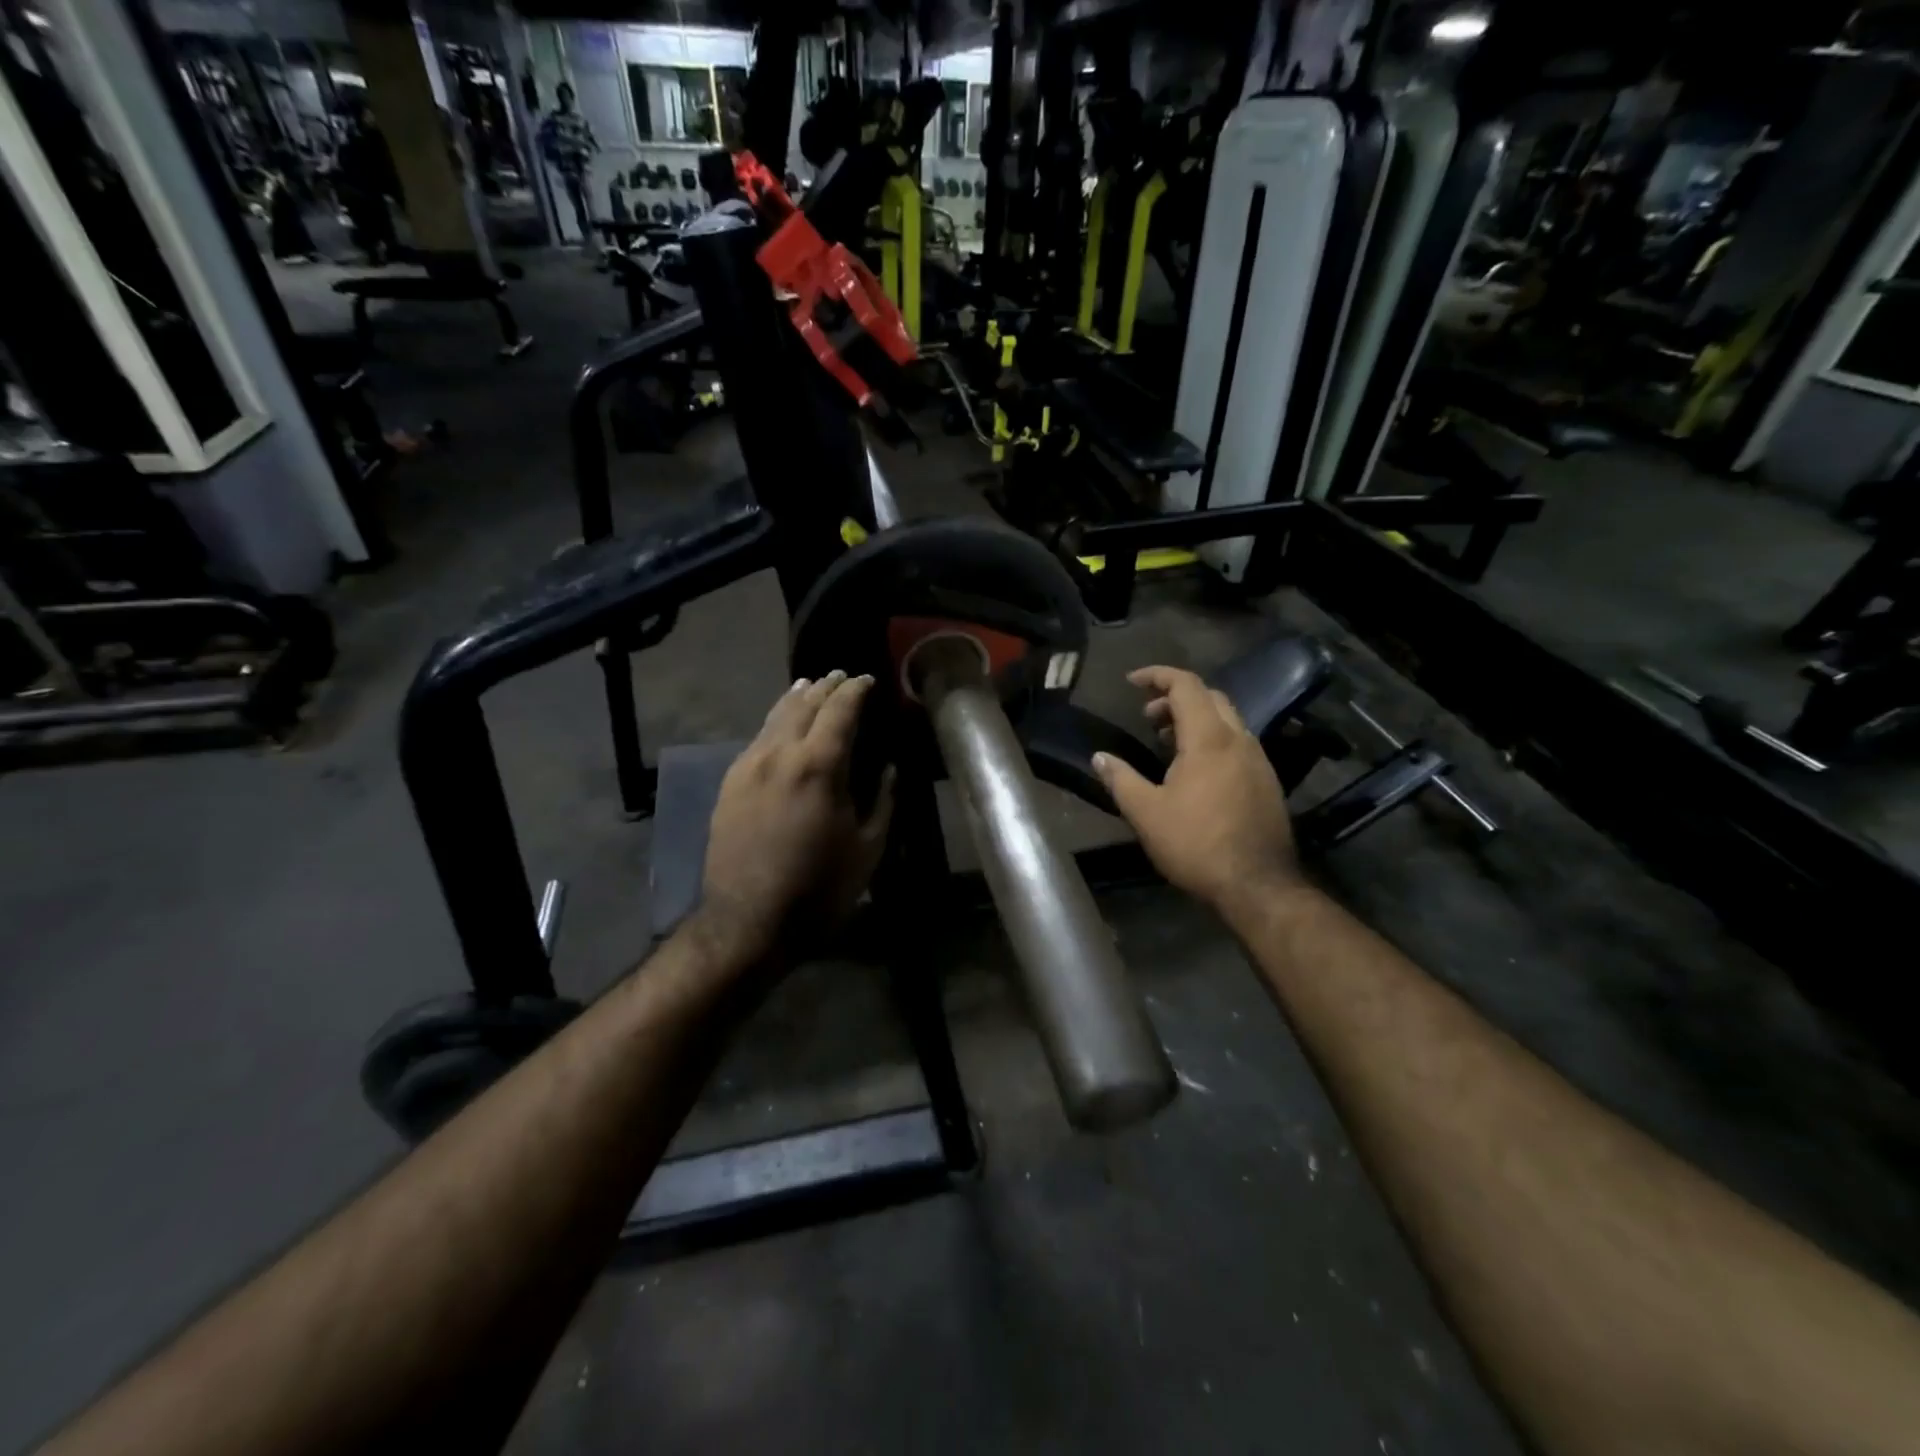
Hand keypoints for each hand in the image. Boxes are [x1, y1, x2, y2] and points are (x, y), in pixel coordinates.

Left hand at [699, 671, 895, 960]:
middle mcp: (779, 754)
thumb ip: (883, 800)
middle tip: (841, 677)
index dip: (856, 690)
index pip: (839, 710)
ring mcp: (748, 767)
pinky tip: (780, 727)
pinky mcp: (729, 785)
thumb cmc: (819, 888)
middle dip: (825, 686)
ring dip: (796, 698)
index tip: (868, 679)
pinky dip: (774, 723)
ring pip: (774, 718)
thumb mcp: (868, 847)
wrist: (748, 922)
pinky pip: (756, 740)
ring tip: (809, 686)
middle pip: (803, 704)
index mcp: (819, 765)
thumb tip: (890, 768)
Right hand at [1092, 665, 1300, 913]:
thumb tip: (1099, 757)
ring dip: (1196, 718)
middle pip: (1210, 696)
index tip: (1131, 682)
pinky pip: (1237, 742)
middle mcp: (1239, 739)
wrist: (1257, 885)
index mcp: (1209, 739)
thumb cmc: (1196, 844)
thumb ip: (1121, 779)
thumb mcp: (1146, 813)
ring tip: (1168, 742)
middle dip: (1175, 697)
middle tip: (1148, 718)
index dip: (1157, 675)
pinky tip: (1196, 770)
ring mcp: (1258, 759)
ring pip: (1227, 719)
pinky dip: (1213, 738)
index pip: (1186, 685)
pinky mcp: (1267, 780)